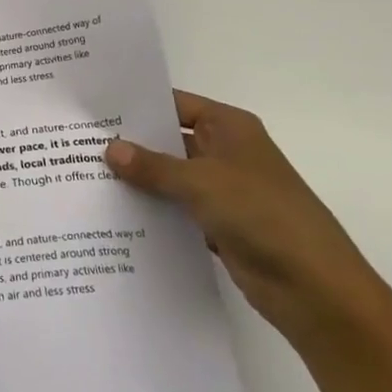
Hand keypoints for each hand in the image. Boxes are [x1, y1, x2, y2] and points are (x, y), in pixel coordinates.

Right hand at [105, 90, 382, 340]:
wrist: (314, 287)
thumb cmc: (263, 215)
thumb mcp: (202, 182)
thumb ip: (153, 166)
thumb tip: (110, 148)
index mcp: (229, 128)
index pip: (175, 104)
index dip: (138, 104)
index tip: (94, 108)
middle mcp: (225, 153)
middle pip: (169, 141)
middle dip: (130, 145)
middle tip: (77, 144)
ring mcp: (222, 191)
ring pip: (170, 178)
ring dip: (138, 182)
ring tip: (84, 178)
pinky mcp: (219, 226)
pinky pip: (176, 211)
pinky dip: (152, 213)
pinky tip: (114, 216)